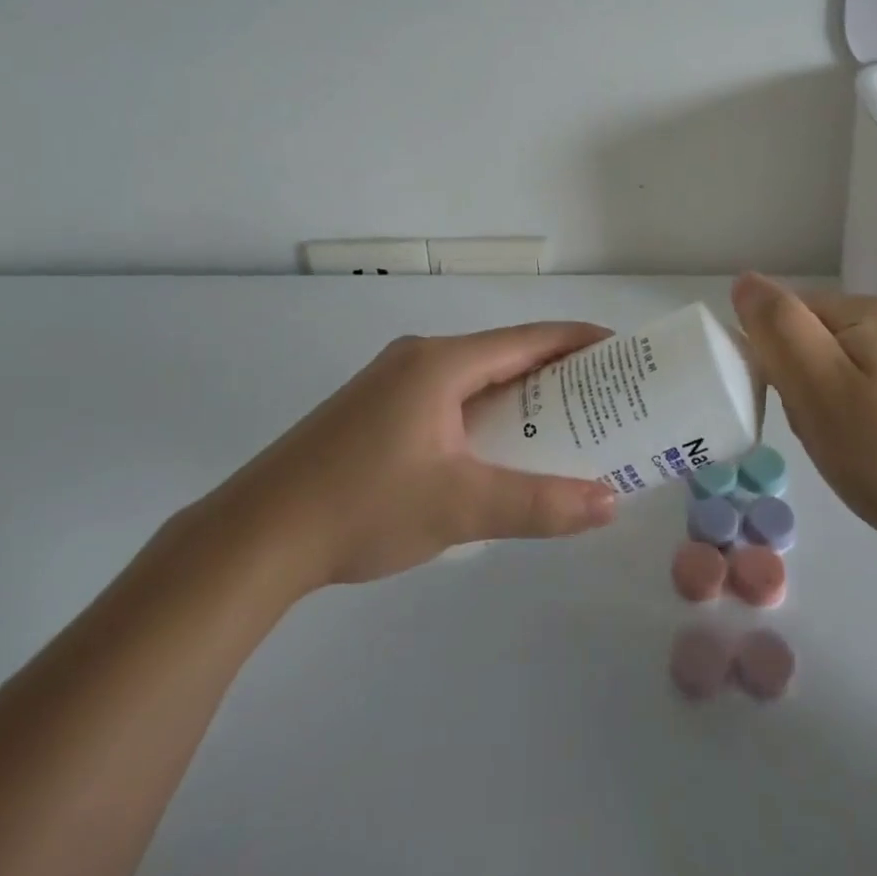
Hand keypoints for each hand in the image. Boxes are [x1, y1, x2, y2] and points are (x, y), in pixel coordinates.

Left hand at [199, 323, 618, 594]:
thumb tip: (610, 504)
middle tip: (601, 396)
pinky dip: (484, 410)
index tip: (620, 351)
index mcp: (441, 363)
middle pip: (503, 354)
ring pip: (474, 377)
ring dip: (518, 393)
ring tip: (560, 422)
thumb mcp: (461, 508)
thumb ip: (540, 505)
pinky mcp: (374, 410)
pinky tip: (495, 445)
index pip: (528, 338)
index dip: (578, 341)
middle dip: (554, 372)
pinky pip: (448, 395)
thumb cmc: (364, 507)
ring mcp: (391, 382)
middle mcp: (419, 358)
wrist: (256, 537)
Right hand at [730, 274, 876, 541]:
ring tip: (832, 442)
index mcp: (868, 311)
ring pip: (828, 370)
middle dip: (796, 381)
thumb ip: (778, 327)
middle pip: (809, 339)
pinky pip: (854, 392)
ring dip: (816, 402)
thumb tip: (745, 280)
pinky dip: (842, 418)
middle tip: (812, 425)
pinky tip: (854, 449)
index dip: (774, 355)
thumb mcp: (816, 384)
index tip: (788, 398)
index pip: (790, 312)